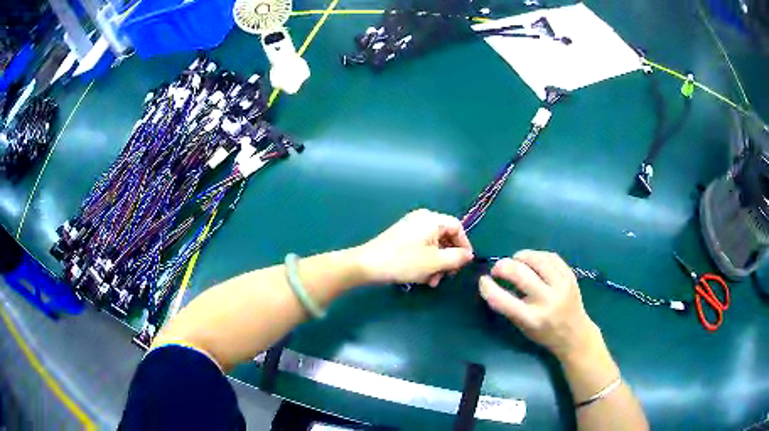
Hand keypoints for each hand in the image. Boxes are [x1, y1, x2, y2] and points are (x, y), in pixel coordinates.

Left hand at [355, 209, 473, 285]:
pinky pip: (422, 247)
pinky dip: (425, 262)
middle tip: (446, 277)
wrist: (367, 265)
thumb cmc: (404, 261)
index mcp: (432, 219)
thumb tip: (468, 255)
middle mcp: (422, 219)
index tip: (464, 263)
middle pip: (445, 237)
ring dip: (436, 265)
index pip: (457, 227)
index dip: (464, 245)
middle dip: (448, 259)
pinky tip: (421, 277)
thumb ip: (456, 258)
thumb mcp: (435, 262)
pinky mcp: (402, 238)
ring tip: (431, 282)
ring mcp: (411, 228)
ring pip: (434, 246)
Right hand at [479, 250, 598, 358]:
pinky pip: (551, 257)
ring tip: (515, 261)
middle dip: (503, 266)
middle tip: (497, 269)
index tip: (483, 280)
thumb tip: (492, 282)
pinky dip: (537, 255)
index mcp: (532, 319)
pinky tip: (532, 260)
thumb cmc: (544, 334)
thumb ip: (509, 306)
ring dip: (520, 257)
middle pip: (519, 273)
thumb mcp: (523, 327)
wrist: (575, 334)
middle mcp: (547, 301)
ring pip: (536, 259)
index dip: (487, 287)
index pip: (503, 300)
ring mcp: (561, 286)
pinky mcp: (571, 276)